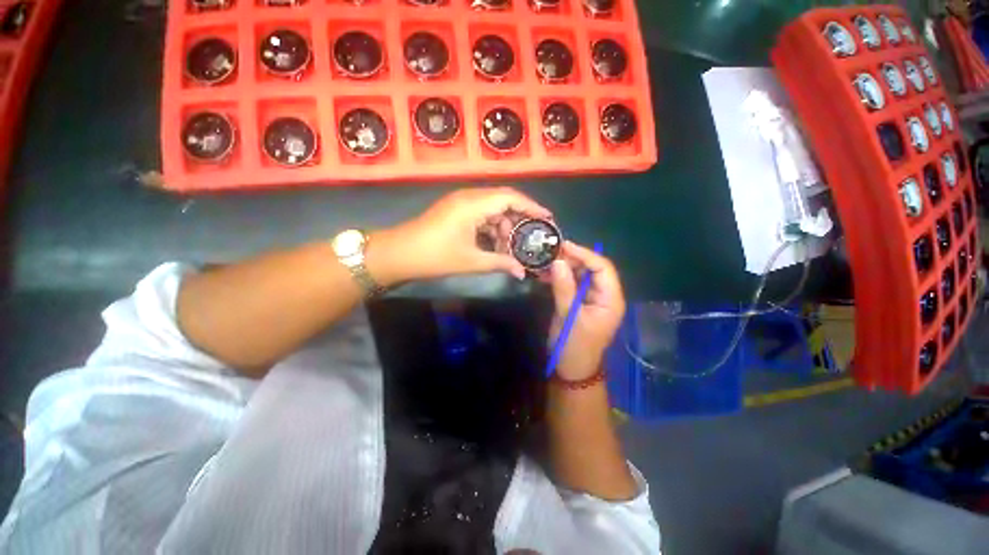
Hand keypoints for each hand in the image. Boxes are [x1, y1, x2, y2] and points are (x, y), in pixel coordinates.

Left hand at [371, 187, 551, 284]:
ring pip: (492, 209)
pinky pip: (481, 215)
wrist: (398, 255)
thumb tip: (522, 272)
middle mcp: (469, 197)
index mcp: (474, 204)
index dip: (532, 207)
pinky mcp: (455, 211)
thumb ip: (500, 263)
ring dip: (504, 226)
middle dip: (519, 220)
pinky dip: (491, 228)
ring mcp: (461, 203)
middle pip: (503, 201)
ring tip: (511, 247)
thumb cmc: (435, 256)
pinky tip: (495, 244)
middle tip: (531, 238)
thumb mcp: (471, 261)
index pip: (511, 198)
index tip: (548, 219)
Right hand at [548, 242, 625, 380]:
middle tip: (550, 254)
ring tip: (545, 262)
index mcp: (611, 299)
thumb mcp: (569, 317)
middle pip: (592, 269)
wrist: (571, 370)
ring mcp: (591, 298)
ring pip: (580, 274)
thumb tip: (558, 261)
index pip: (603, 268)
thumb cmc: (575, 346)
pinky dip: (559, 277)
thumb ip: (564, 288)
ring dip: (564, 267)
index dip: (584, 254)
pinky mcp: (579, 302)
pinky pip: (571, 284)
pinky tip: (545, 274)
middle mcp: (604, 295)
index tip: (563, 247)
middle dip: (572, 259)